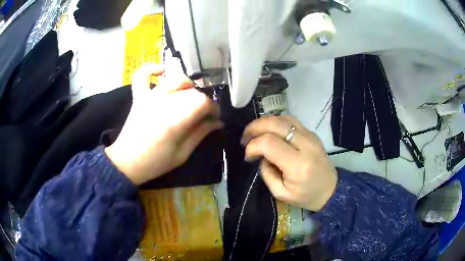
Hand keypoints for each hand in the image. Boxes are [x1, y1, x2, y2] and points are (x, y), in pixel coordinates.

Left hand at [105, 60, 222, 184]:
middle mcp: (164, 102)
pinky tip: (163, 70)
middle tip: (203, 115)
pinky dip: (152, 69)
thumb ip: (200, 134)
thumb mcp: (182, 154)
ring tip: (189, 97)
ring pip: (175, 80)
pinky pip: (142, 75)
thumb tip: (217, 122)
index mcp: (175, 120)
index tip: (215, 118)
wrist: (127, 162)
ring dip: (187, 86)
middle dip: (203, 102)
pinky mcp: (139, 96)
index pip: (203, 102)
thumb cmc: (155, 162)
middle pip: (192, 91)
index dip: (213, 108)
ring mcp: (150, 97)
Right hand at [242, 115, 336, 211]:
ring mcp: (310, 136)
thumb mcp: (281, 193)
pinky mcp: (312, 133)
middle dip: (255, 127)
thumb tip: (260, 156)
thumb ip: (267, 173)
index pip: (269, 143)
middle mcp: (305, 145)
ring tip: (255, 133)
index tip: (248, 155)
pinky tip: (270, 131)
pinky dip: (276, 122)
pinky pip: (290, 121)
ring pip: (283, 118)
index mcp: (297, 165)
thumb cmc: (306, 196)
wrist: (331, 189)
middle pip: (275, 124)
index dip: (253, 146)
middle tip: (245, 137)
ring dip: (265, 122)